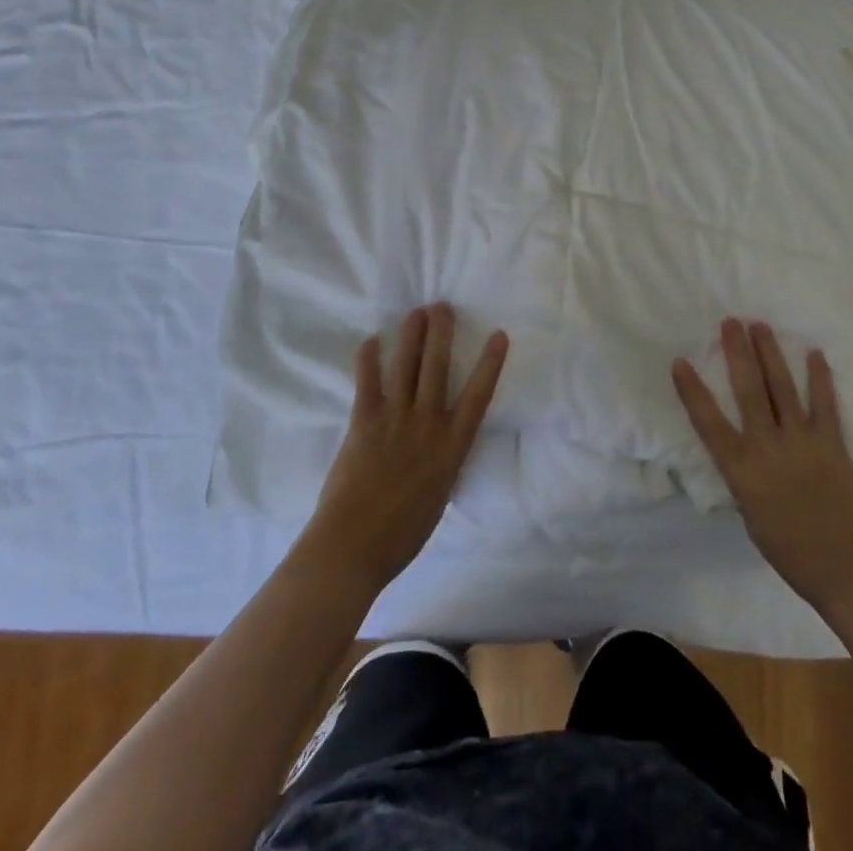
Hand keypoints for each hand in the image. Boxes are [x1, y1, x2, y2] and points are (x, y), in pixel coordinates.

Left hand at [301, 303, 507, 592]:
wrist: (354, 547)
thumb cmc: (402, 534)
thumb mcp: (439, 496)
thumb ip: (444, 462)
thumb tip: (443, 444)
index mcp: (451, 447)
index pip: (478, 396)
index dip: (490, 363)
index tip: (498, 334)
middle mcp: (428, 424)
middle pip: (438, 368)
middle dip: (442, 333)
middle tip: (443, 306)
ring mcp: (395, 419)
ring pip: (408, 367)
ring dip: (412, 336)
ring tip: (417, 312)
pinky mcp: (364, 422)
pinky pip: (368, 382)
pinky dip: (370, 359)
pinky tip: (372, 340)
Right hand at [673, 319, 852, 620]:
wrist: (849, 572)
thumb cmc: (792, 554)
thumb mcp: (751, 518)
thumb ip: (744, 478)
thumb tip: (742, 451)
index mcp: (742, 472)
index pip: (708, 422)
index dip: (692, 390)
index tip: (680, 361)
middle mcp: (768, 448)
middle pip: (748, 390)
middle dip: (737, 352)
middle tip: (730, 321)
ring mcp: (803, 443)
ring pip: (782, 387)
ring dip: (770, 353)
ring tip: (760, 325)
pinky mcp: (833, 444)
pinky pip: (825, 404)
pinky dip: (820, 377)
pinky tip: (814, 353)